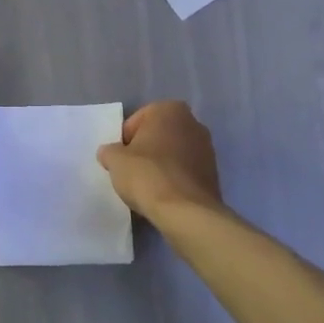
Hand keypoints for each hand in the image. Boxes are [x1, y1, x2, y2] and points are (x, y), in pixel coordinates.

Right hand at [96, 101, 222, 219]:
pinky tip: (163, 196)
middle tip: (132, 172)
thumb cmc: (148, 175)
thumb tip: (109, 153)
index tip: (120, 161)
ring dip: (160, 166)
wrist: (186, 212)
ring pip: (173, 154)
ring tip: (147, 187)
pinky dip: (174, 180)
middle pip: (157, 136)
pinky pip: (185, 172)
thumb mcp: (115, 161)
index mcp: (170, 109)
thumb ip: (109, 151)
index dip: (124, 142)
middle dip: (145, 151)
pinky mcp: (214, 173)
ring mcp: (207, 148)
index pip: (136, 122)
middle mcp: (193, 122)